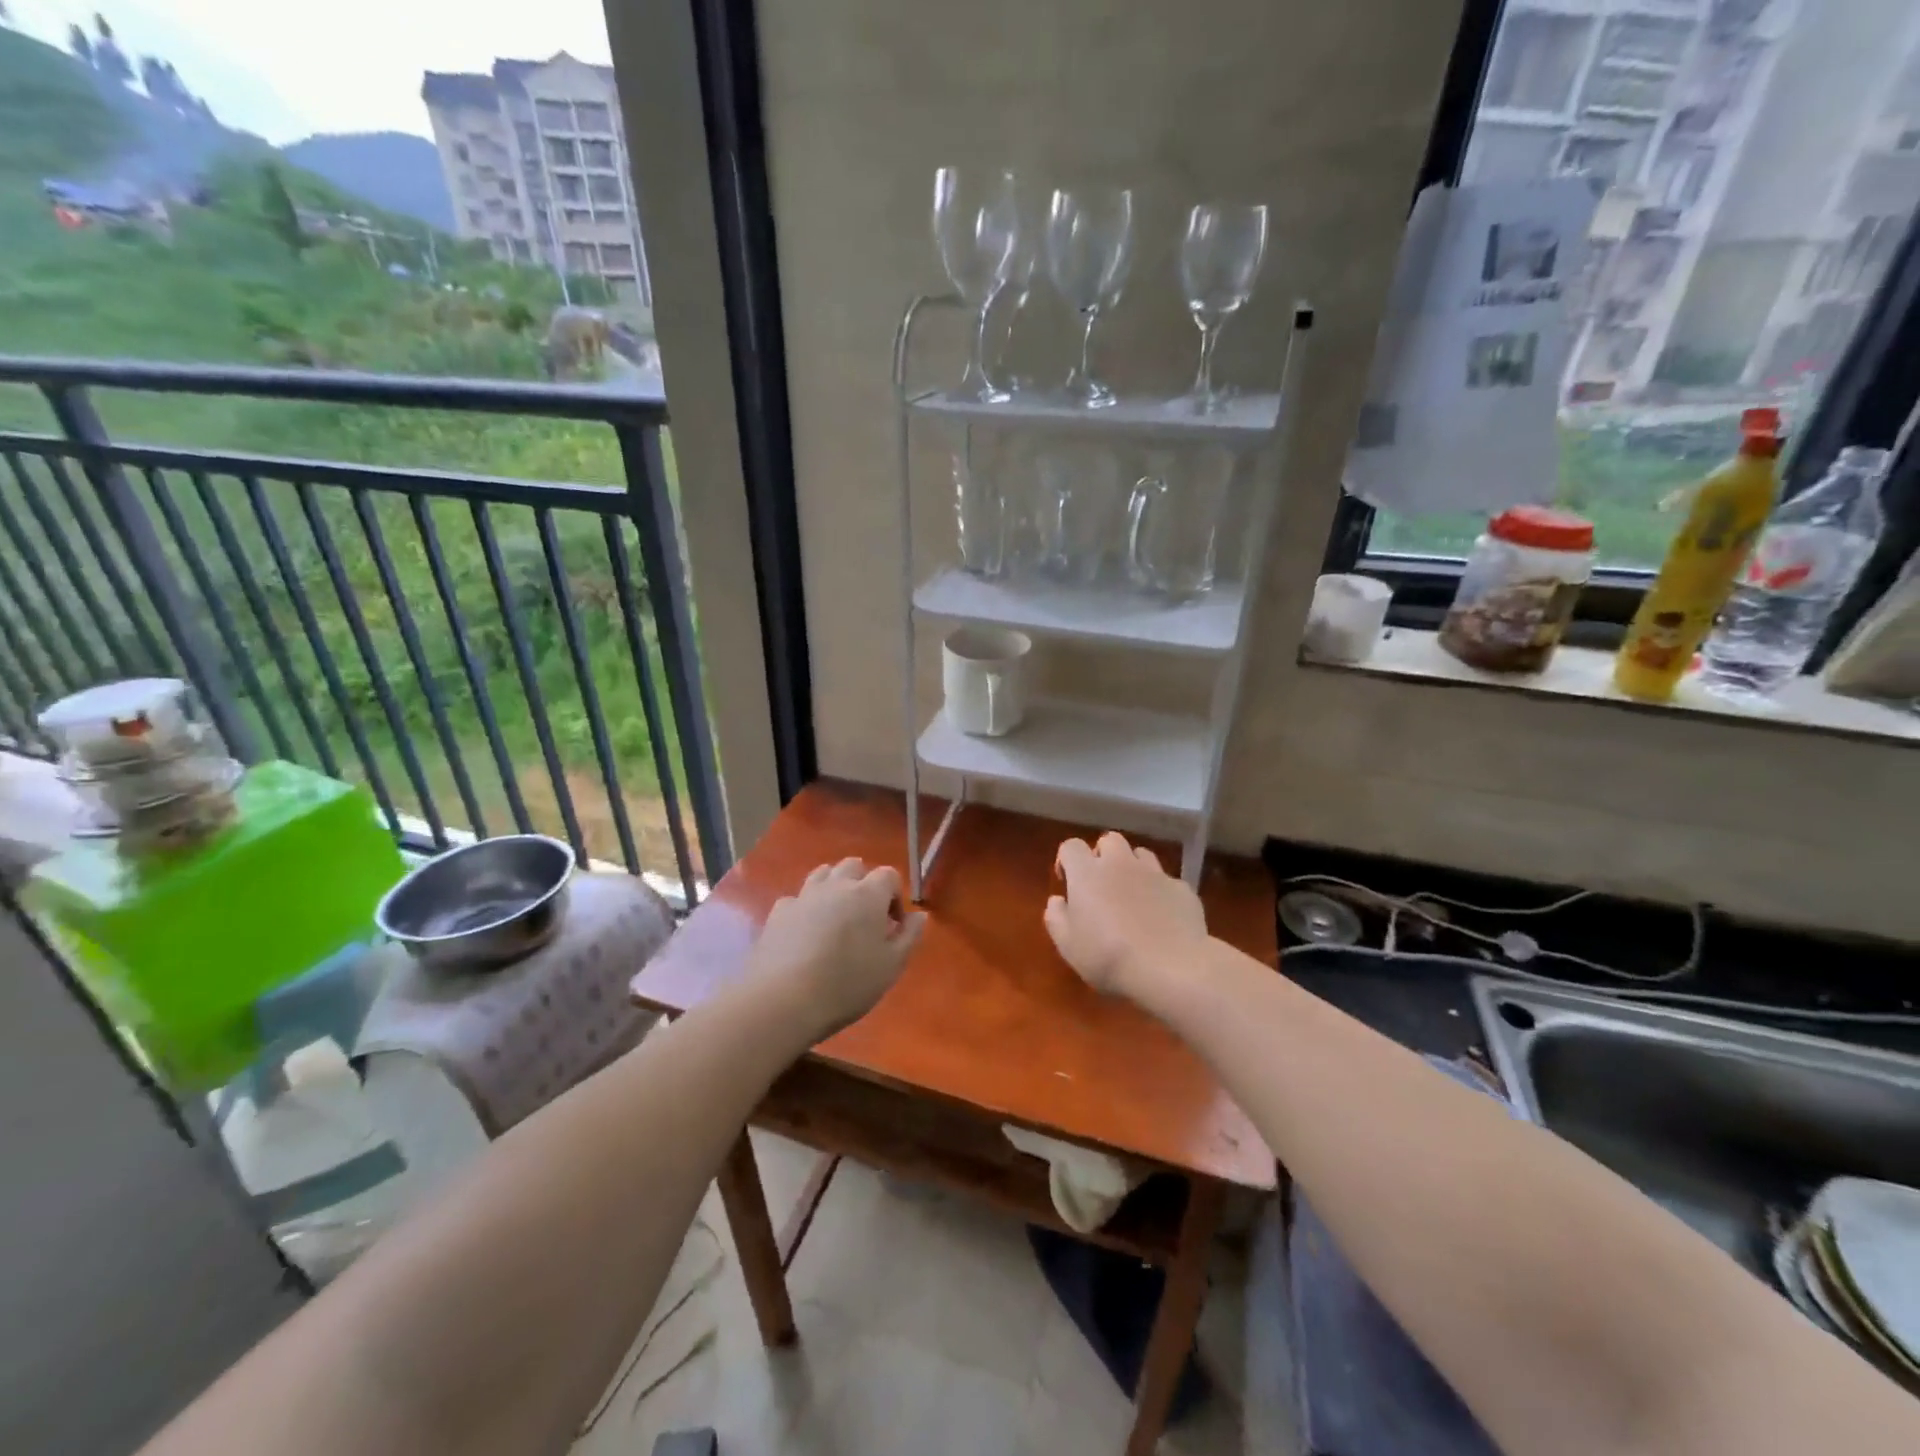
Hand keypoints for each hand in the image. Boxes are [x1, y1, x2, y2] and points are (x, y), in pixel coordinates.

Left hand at [747, 858, 925, 1038]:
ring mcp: (803, 896)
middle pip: (853, 866)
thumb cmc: (847, 984)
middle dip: (864, 884)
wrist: (783, 1000)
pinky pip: (797, 899)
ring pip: (823, 874)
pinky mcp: (778, 913)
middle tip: (865, 917)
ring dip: (834, 888)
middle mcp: (836, 886)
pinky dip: (806, 908)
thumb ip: (909, 936)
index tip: (893, 926)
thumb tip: (919, 916)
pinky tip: (805, 933)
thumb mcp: (891, 966)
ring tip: (837, 919)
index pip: (888, 875)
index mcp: (867, 894)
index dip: (895, 896)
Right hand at [1044, 832, 1208, 1004]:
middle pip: (1109, 840)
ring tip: (1133, 896)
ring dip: (1133, 868)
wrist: (1171, 969)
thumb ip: (1056, 917)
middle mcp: (1120, 863)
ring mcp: (1155, 873)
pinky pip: (1166, 881)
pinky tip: (1162, 917)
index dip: (1067, 860)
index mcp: (1087, 873)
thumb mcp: (1068, 945)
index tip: (1068, 883)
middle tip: (1101, 885)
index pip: (1071, 846)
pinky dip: (1160, 892)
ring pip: (1141, 854)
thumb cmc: (1108, 957)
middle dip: (1103, 856)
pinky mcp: (1182, 889)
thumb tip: (1057, 900)